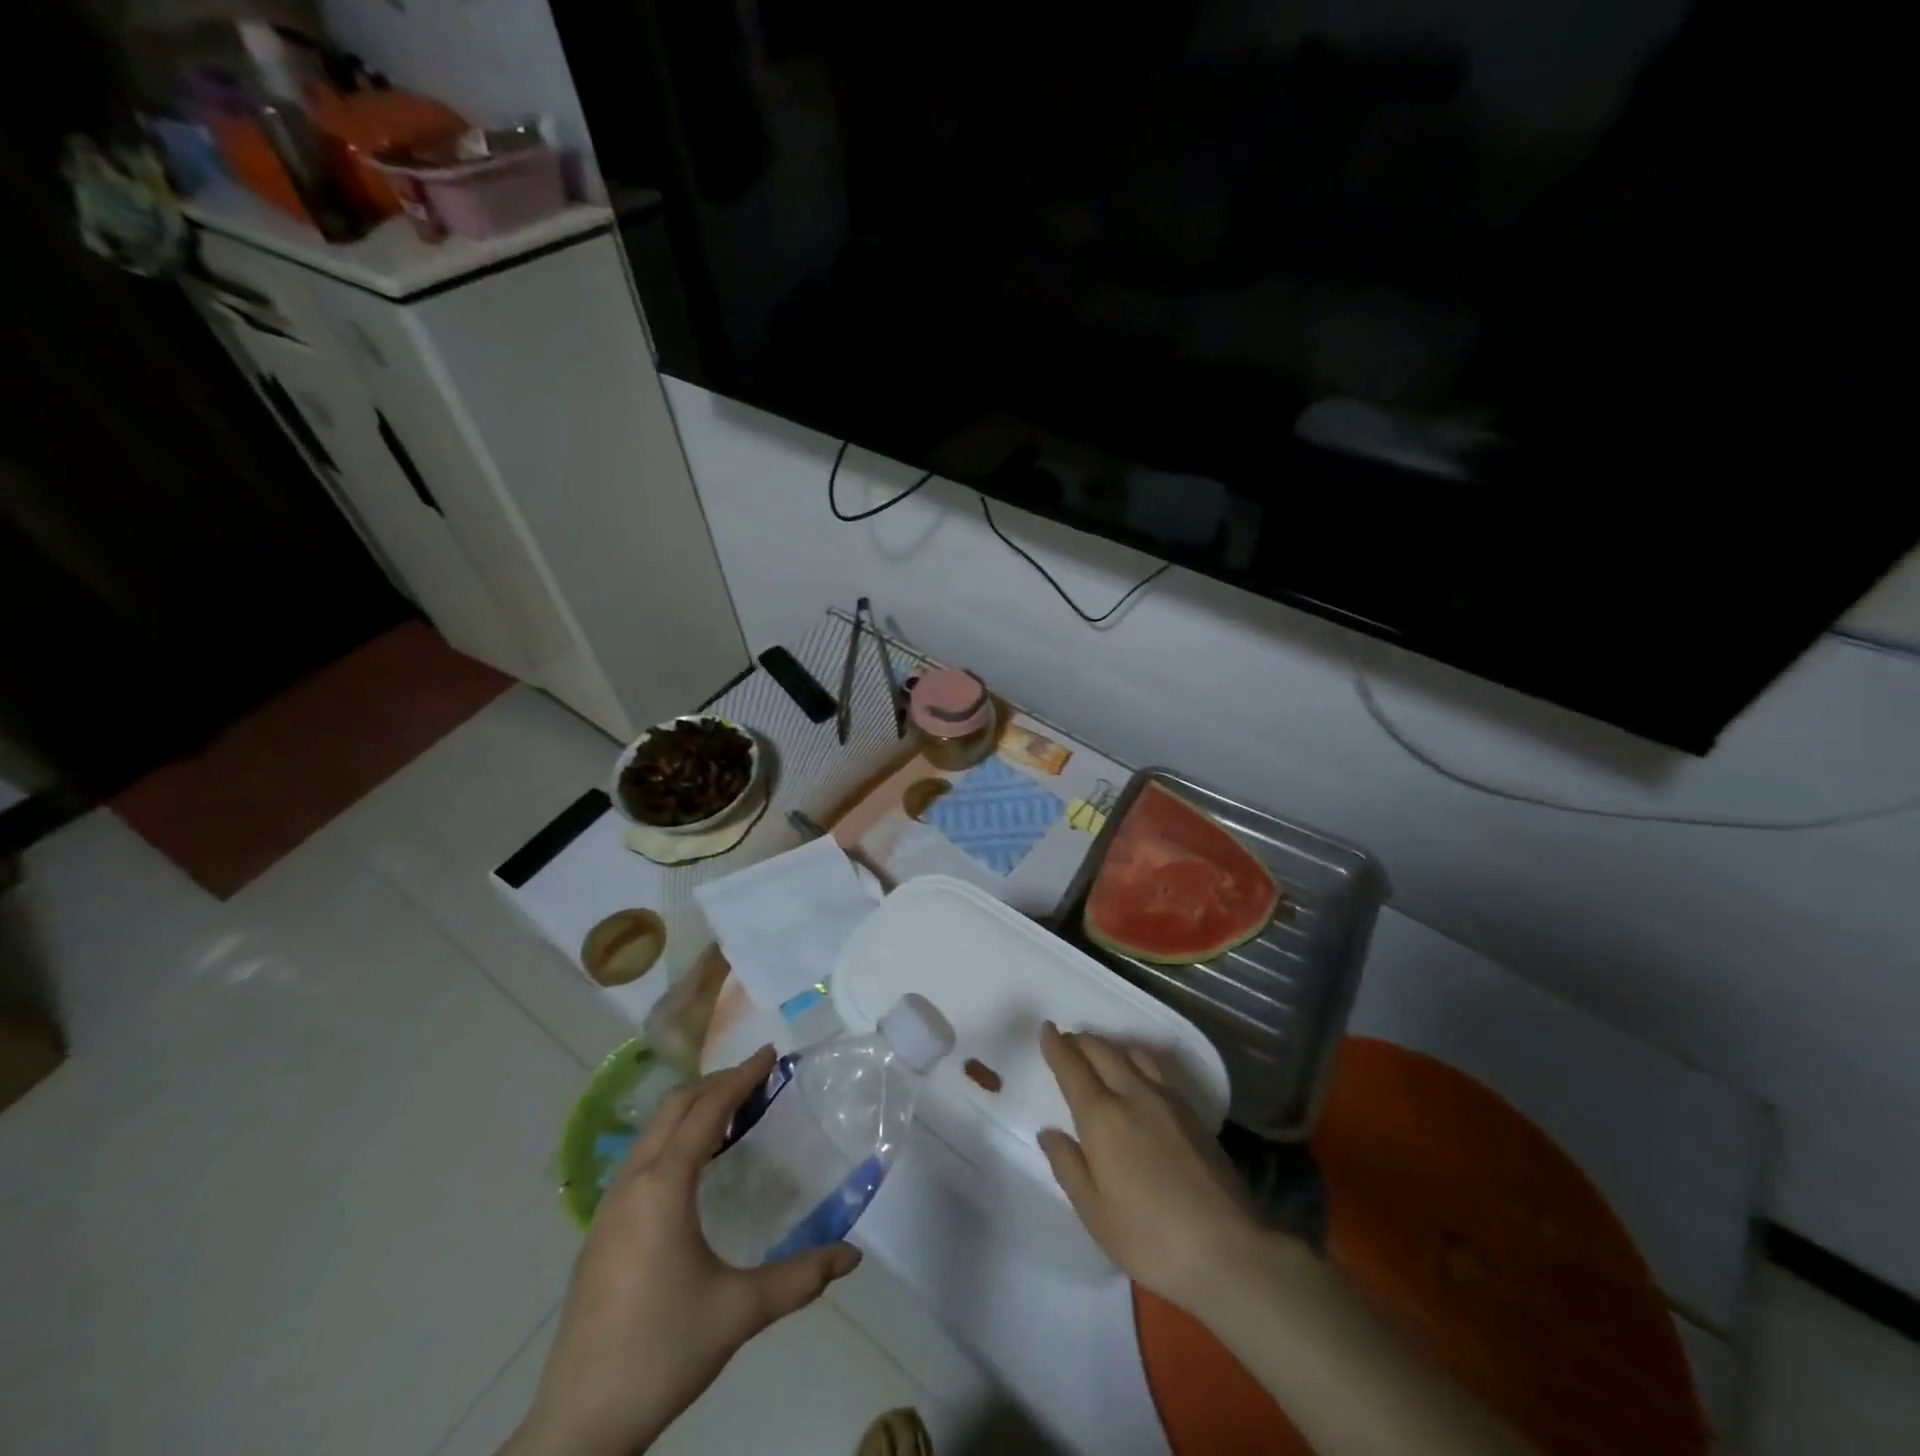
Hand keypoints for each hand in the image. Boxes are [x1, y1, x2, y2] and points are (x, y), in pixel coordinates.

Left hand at [506, 1047, 862, 1455]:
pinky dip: (674, 1139)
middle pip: (674, 1108)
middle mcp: (632, 1183)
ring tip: (732, 1114)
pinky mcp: (601, 1232)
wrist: (577, 1426)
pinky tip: (696, 1168)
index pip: (707, 1110)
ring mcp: (609, 1208)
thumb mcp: (739, 1312)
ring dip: (692, 1110)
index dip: (741, 1077)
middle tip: (757, 1078)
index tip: (770, 1053)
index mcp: (663, 1186)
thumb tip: (852, 1257)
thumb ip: (800, 1278)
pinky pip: (642, 1159)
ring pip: (653, 1132)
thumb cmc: (661, 1352)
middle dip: (716, 1084)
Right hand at [1037, 1022, 1271, 1314]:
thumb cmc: (1150, 1238)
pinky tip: (1138, 1078)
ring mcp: (1168, 1101)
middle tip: (1067, 1040)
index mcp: (1103, 1117)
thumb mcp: (1094, 1213)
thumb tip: (1049, 1132)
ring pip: (1133, 1054)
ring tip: (1100, 1054)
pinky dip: (1136, 1061)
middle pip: (1103, 1051)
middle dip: (1081, 1041)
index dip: (1056, 1046)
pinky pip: (1156, 1069)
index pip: (1072, 1068)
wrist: (1229, 1250)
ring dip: (1110, 1047)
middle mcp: (1134, 1095)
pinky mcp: (1193, 1113)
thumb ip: (1068, 1166)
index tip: (1046, 1029)